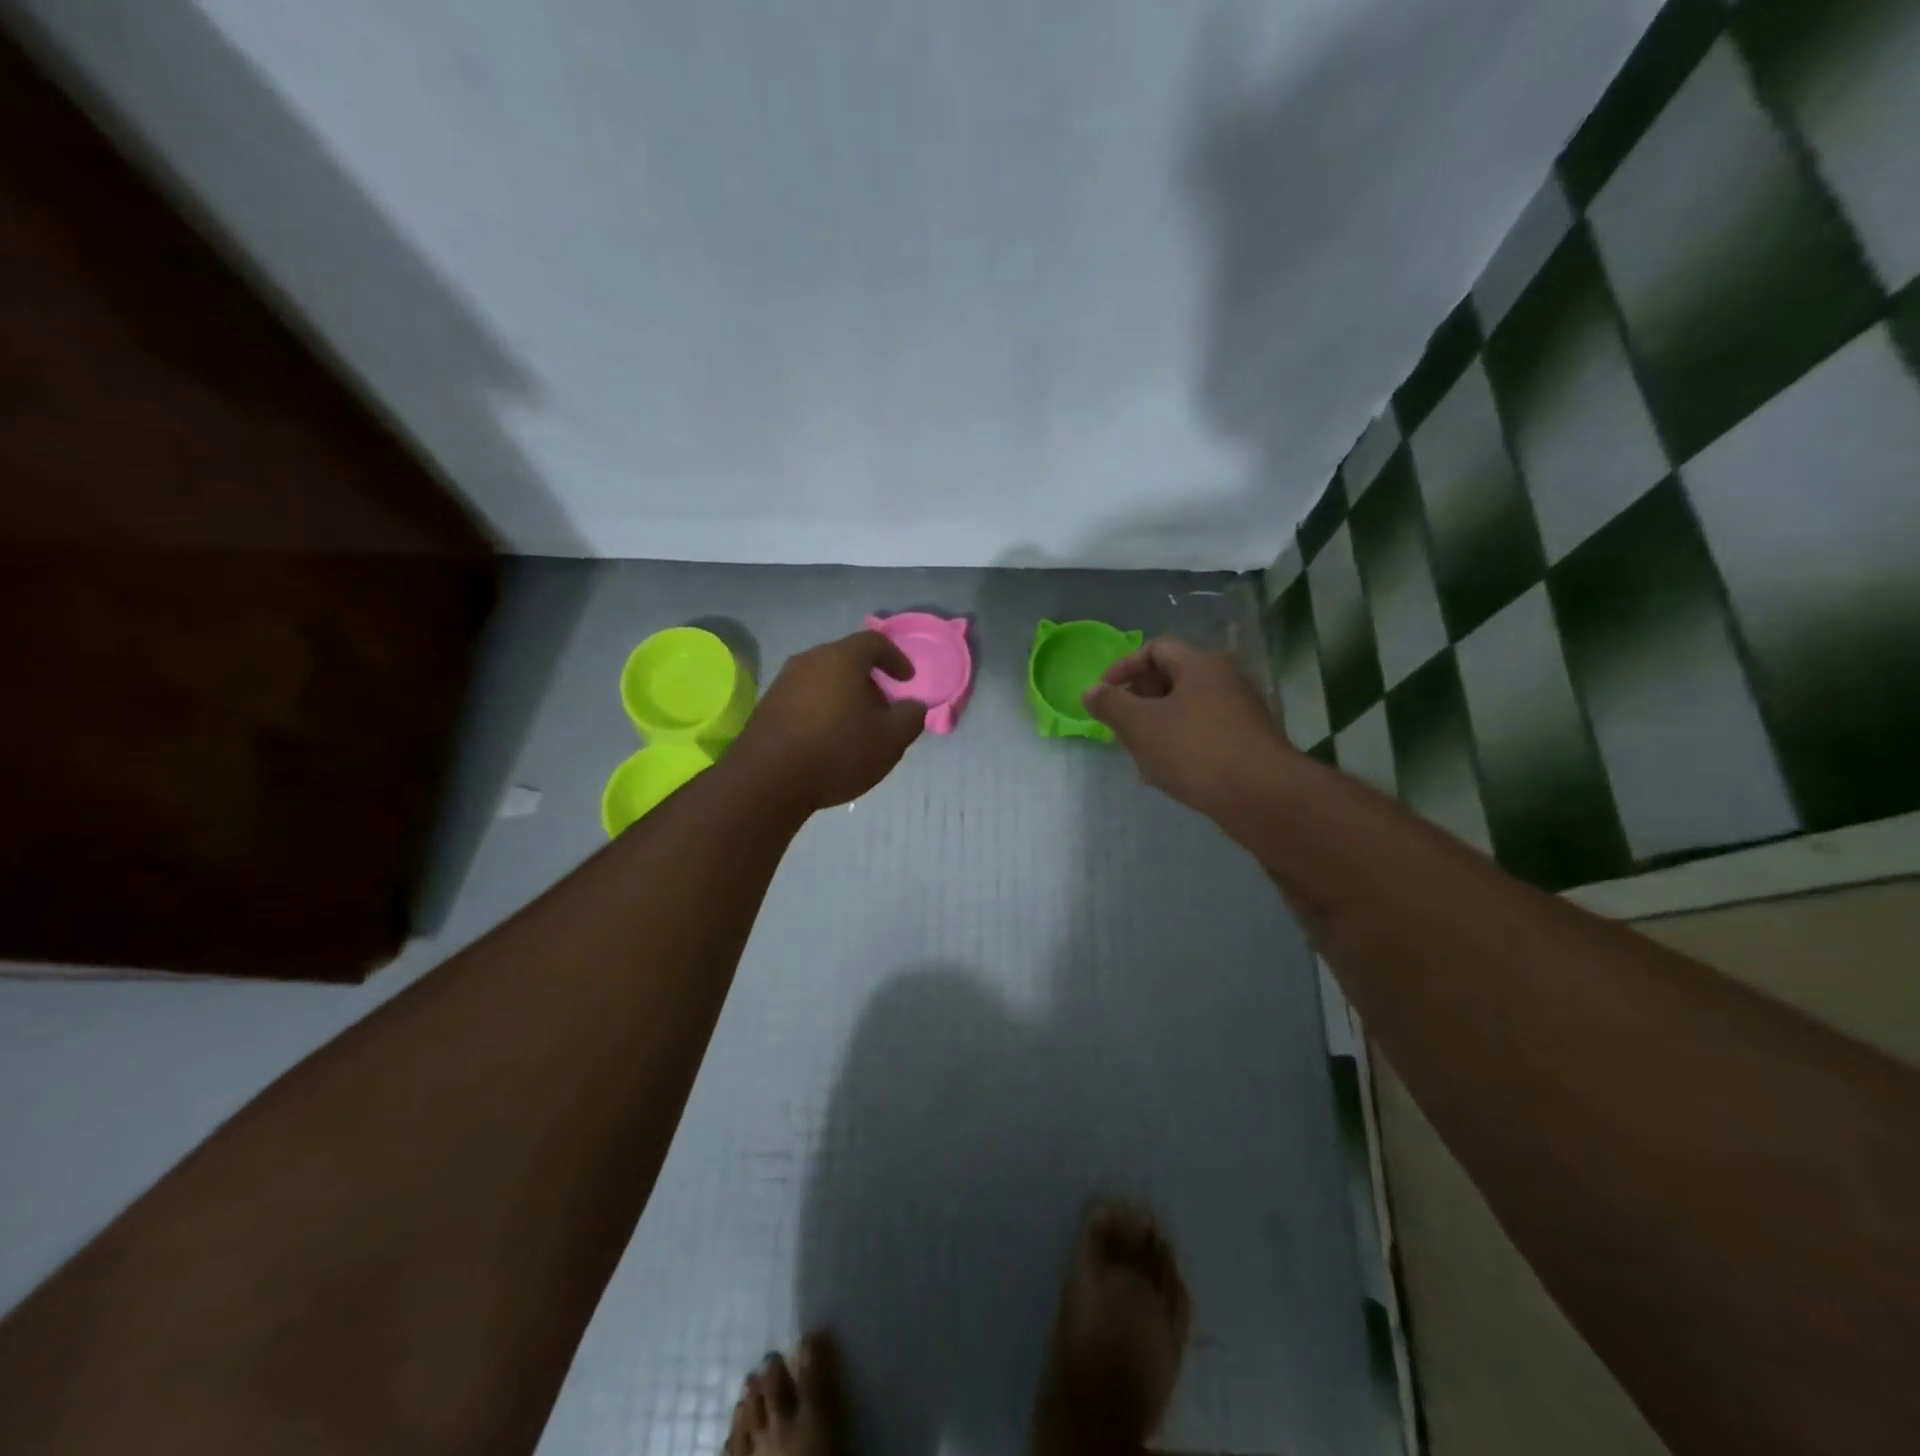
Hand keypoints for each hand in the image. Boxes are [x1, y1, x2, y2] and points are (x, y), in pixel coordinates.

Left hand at [729, 631, 926, 811]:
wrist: (767, 780)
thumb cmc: (837, 751)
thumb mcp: (890, 739)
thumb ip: (910, 717)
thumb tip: (913, 705)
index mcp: (841, 658)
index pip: (874, 642)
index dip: (896, 658)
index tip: (907, 680)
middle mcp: (809, 660)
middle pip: (846, 659)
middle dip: (869, 679)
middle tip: (884, 706)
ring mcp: (783, 682)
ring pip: (824, 679)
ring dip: (845, 695)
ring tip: (857, 726)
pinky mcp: (768, 706)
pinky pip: (805, 697)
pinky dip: (823, 709)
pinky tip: (829, 738)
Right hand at [1082, 637, 1285, 815]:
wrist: (1260, 796)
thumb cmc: (1194, 749)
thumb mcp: (1140, 725)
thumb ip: (1110, 704)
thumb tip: (1090, 690)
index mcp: (1201, 665)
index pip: (1156, 649)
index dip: (1124, 667)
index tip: (1103, 693)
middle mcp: (1225, 681)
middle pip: (1172, 679)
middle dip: (1138, 701)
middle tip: (1119, 726)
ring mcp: (1240, 714)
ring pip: (1186, 712)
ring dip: (1156, 728)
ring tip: (1138, 756)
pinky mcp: (1247, 745)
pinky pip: (1203, 736)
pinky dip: (1179, 747)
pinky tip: (1166, 775)